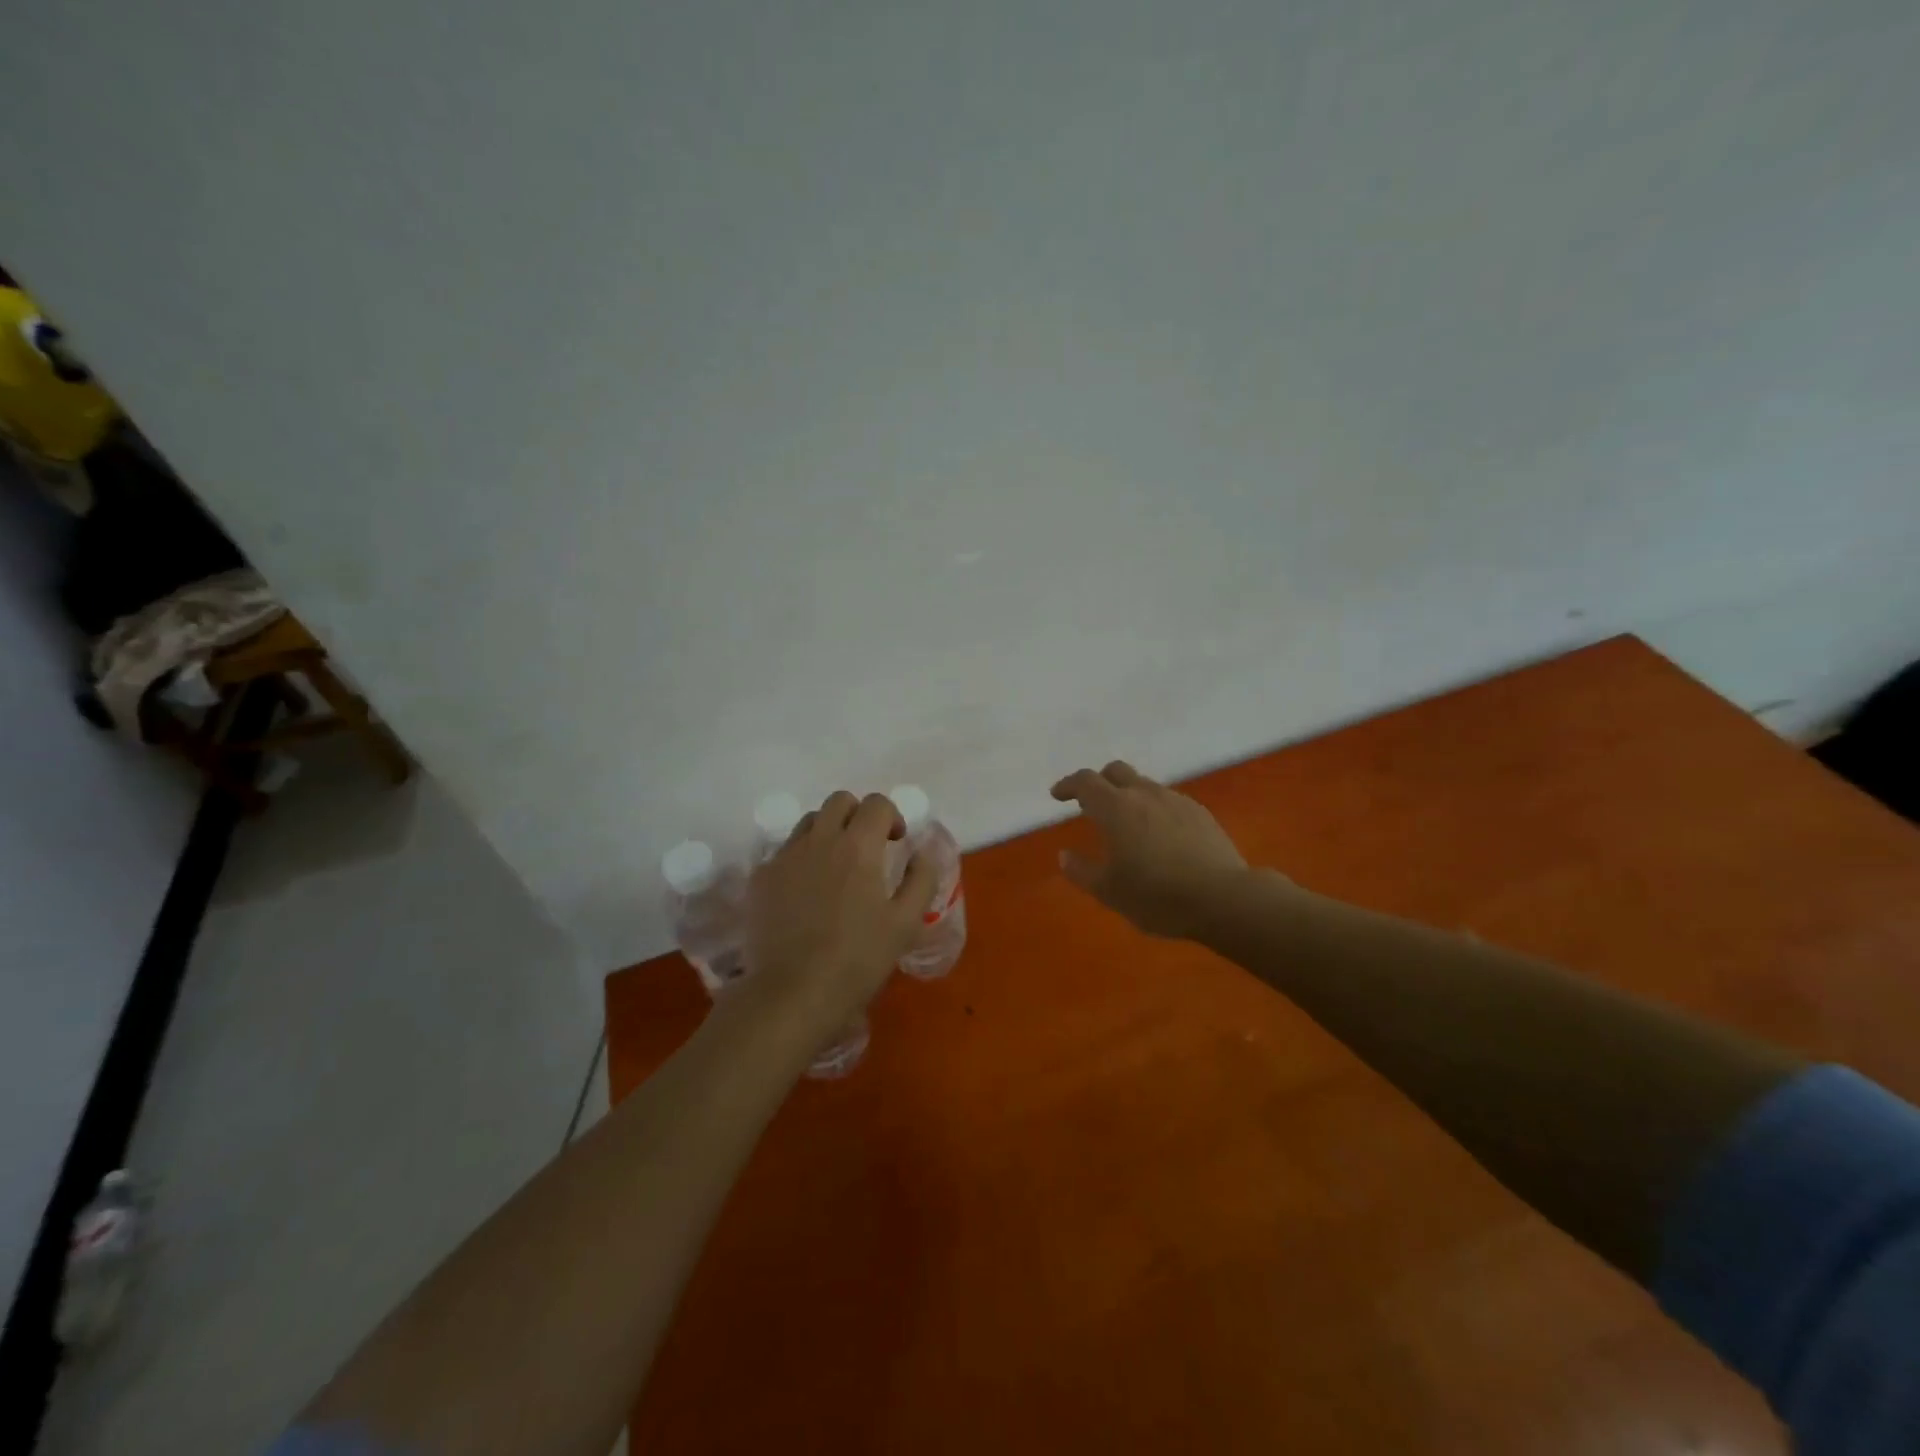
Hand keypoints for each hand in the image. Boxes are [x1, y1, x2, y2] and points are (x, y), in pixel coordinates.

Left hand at [744, 791, 937, 1035]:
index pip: (876, 804)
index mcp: (858, 846)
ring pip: (809, 822)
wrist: (791, 993)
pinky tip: (806, 893)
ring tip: (835, 867)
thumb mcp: (906, 923)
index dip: (892, 817)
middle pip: (839, 801)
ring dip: (828, 832)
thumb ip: (921, 879)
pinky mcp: (760, 878)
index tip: (896, 843)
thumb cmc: (857, 959)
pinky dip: (801, 858)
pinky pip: (784, 852)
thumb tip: (921, 852)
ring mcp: (785, 856)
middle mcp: (819, 840)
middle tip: (867, 848)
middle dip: (858, 815)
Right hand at [1050, 761, 1250, 938]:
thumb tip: (1065, 855)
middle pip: (1116, 771)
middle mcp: (1144, 795)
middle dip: (1098, 782)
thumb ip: (1082, 871)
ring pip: (1144, 785)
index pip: (1085, 782)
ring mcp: (1176, 801)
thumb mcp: (1109, 891)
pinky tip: (1159, 836)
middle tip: (1089, 803)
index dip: (1068, 785)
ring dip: (1128, 796)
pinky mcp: (1200, 813)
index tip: (1057, 795)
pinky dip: (1154, 809)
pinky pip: (1168, 801)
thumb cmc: (1157, 896)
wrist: (1224, 899)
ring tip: (1126, 824)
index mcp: (1116, 808)